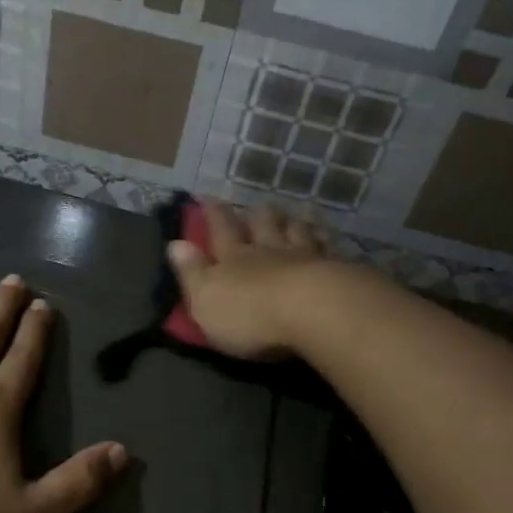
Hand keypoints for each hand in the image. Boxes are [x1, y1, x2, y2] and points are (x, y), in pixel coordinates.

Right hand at [166, 202, 335, 359]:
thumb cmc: (250, 313)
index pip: (221, 231)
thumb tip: (175, 244)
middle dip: (258, 216)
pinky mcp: (337, 271)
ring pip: (297, 233)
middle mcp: (269, 251)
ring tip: (292, 216)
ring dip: (292, 224)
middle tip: (258, 205)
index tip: (211, 199)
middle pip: (263, 227)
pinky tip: (328, 238)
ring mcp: (306, 258)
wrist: (314, 312)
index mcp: (234, 258)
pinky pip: (329, 250)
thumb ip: (191, 272)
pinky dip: (326, 241)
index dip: (215, 216)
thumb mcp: (206, 299)